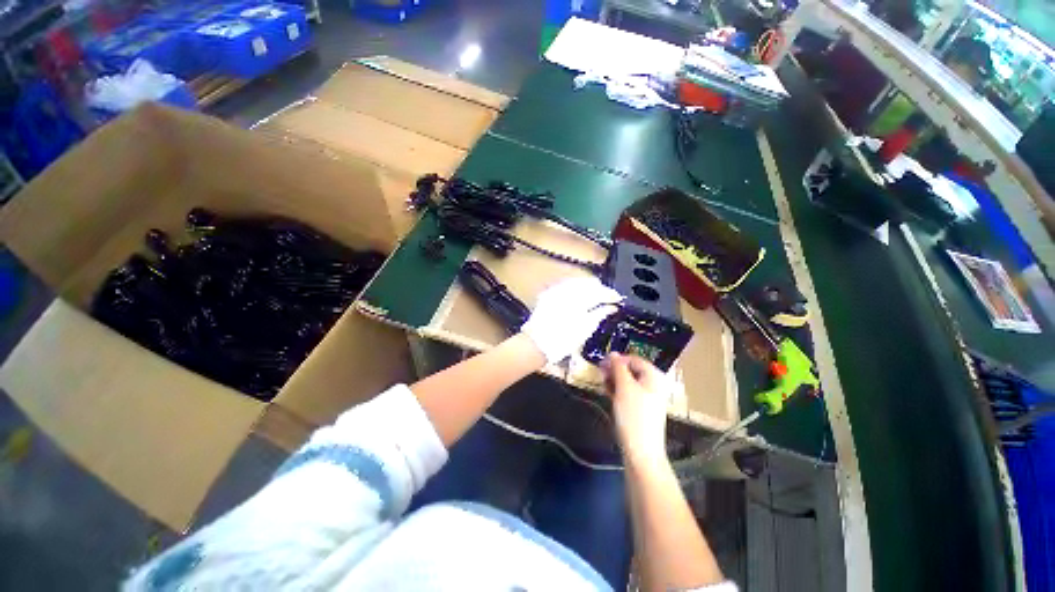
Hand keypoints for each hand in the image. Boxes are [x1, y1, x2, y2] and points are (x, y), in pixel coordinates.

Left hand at [520, 277, 620, 363]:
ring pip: (578, 281)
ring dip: (588, 287)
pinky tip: (579, 295)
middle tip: (608, 298)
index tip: (618, 299)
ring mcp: (557, 290)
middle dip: (600, 289)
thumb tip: (612, 307)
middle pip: (589, 283)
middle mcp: (568, 290)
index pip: (600, 292)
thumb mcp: (586, 329)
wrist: (537, 343)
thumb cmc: (563, 340)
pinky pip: (566, 285)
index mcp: (580, 300)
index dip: (611, 294)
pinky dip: (576, 288)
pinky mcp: (549, 293)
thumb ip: (600, 314)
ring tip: (595, 296)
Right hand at [603, 353, 669, 463]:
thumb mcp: (624, 387)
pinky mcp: (641, 409)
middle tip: (601, 375)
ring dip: (614, 380)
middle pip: (631, 370)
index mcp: (653, 376)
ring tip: (604, 385)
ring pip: (628, 382)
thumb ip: (618, 367)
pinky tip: (609, 394)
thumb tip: (613, 353)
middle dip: (614, 370)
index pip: (633, 359)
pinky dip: (618, 391)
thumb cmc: (633, 415)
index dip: (617, 360)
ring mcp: (648, 398)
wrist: (641, 452)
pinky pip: (628, 393)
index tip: (601, 364)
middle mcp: (653, 385)